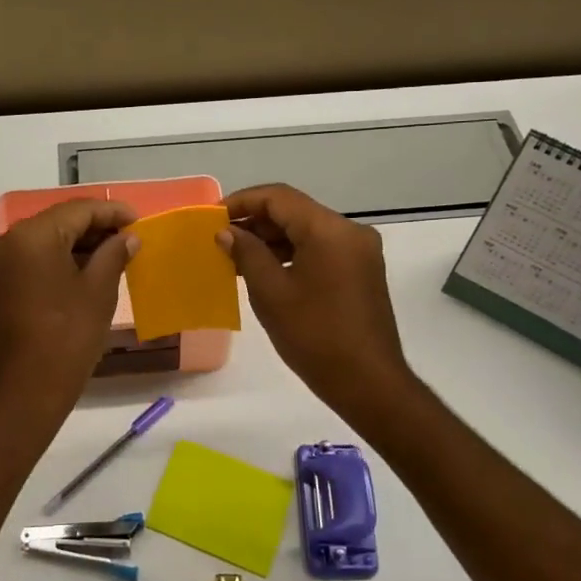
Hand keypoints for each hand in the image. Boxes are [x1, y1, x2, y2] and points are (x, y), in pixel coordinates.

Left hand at [0, 199, 138, 412]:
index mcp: (29, 236)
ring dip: (75, 246)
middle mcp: (3, 242)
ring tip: (112, 255)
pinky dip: (55, 262)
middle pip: (56, 223)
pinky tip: (83, 271)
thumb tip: (127, 237)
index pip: (77, 210)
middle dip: (93, 228)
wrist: (23, 395)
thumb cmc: (66, 339)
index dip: (111, 212)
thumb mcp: (98, 292)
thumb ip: (114, 254)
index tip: (138, 220)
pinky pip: (28, 261)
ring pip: (42, 242)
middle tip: (129, 238)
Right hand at [218, 184, 413, 415]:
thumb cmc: (315, 336)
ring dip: (273, 239)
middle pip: (295, 211)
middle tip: (220, 239)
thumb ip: (247, 254)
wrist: (368, 383)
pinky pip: (321, 249)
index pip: (278, 197)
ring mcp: (360, 251)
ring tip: (236, 257)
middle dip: (256, 221)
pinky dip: (292, 253)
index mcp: (329, 230)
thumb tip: (227, 232)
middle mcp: (349, 231)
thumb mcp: (271, 293)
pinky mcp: (362, 271)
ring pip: (308, 230)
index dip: (242, 201)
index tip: (212, 217)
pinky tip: (266, 271)